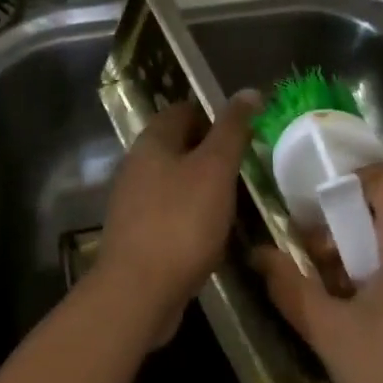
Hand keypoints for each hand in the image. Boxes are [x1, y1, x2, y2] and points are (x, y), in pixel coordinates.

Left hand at [96, 94, 258, 347]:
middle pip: (179, 145)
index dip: (215, 115)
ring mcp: (133, 201)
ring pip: (175, 180)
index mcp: (152, 141)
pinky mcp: (137, 233)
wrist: (138, 291)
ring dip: (204, 186)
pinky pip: (171, 212)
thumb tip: (249, 91)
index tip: (246, 132)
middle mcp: (136, 164)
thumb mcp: (215, 169)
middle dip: (212, 152)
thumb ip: (232, 130)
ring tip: (238, 199)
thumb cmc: (181, 221)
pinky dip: (193, 215)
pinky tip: (215, 232)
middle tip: (248, 166)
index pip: (184, 110)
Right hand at [252, 164, 382, 382]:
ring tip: (328, 289)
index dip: (348, 180)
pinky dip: (382, 270)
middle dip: (344, 225)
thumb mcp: (330, 334)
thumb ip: (291, 286)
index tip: (314, 208)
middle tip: (311, 256)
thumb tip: (257, 254)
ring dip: (359, 251)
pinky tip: (359, 310)